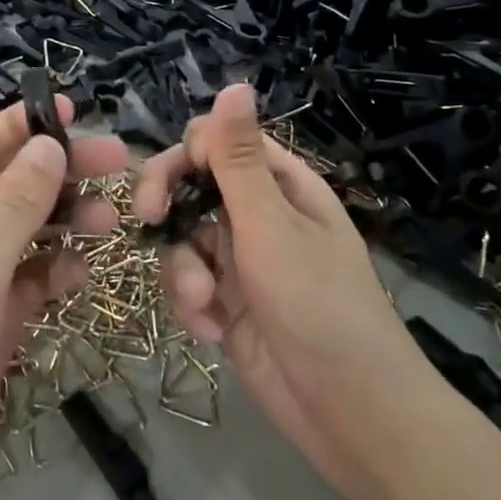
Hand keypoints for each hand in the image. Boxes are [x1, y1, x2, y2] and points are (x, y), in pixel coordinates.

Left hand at [0, 98, 127, 499]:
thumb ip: (15, 205)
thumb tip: (48, 144)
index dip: (21, 124)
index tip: (72, 110)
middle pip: (8, 186)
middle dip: (59, 173)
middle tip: (117, 163)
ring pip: (24, 232)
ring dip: (64, 222)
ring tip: (113, 221)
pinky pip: (28, 280)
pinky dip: (54, 271)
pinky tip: (81, 273)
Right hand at [133, 85, 422, 493]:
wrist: (351, 415)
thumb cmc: (319, 306)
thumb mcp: (271, 225)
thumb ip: (239, 158)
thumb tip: (235, 83)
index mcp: (279, 184)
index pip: (216, 141)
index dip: (187, 155)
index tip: (171, 183)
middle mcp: (257, 214)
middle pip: (190, 184)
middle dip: (167, 203)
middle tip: (149, 220)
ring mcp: (240, 259)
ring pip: (182, 237)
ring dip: (182, 269)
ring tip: (202, 304)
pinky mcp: (227, 301)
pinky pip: (188, 282)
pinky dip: (192, 304)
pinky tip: (211, 330)